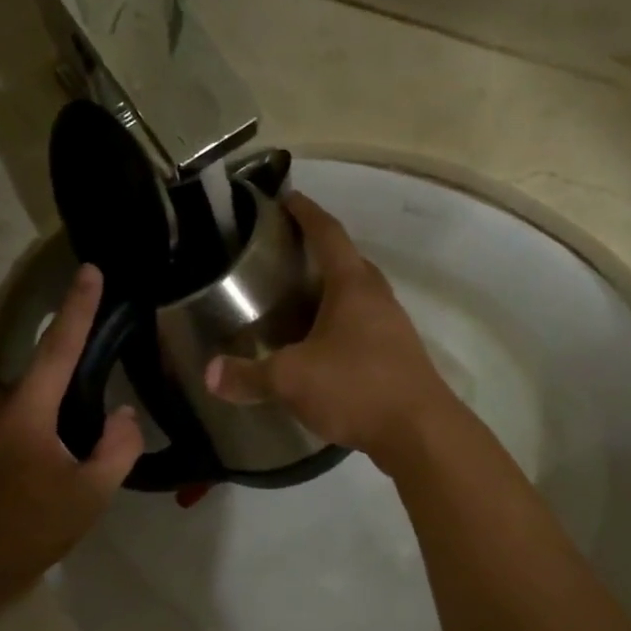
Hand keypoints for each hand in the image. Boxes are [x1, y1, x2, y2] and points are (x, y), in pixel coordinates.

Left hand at [0, 266, 143, 605]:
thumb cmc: (26, 530)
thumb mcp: (89, 497)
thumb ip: (118, 449)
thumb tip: (124, 413)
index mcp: (25, 411)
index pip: (59, 346)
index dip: (78, 306)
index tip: (89, 269)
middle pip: (30, 382)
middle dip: (50, 403)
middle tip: (62, 449)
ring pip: (2, 403)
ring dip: (21, 422)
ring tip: (27, 472)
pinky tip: (0, 477)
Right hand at [206, 192, 459, 471]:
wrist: (421, 432)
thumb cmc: (356, 388)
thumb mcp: (292, 380)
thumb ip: (249, 375)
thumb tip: (210, 374)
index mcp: (353, 286)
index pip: (328, 233)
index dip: (306, 213)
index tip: (287, 198)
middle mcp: (377, 297)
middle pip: (347, 262)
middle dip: (318, 253)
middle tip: (284, 257)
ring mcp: (393, 327)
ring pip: (358, 296)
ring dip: (331, 292)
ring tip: (296, 302)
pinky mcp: (398, 356)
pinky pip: (364, 326)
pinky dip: (340, 325)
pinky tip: (321, 348)